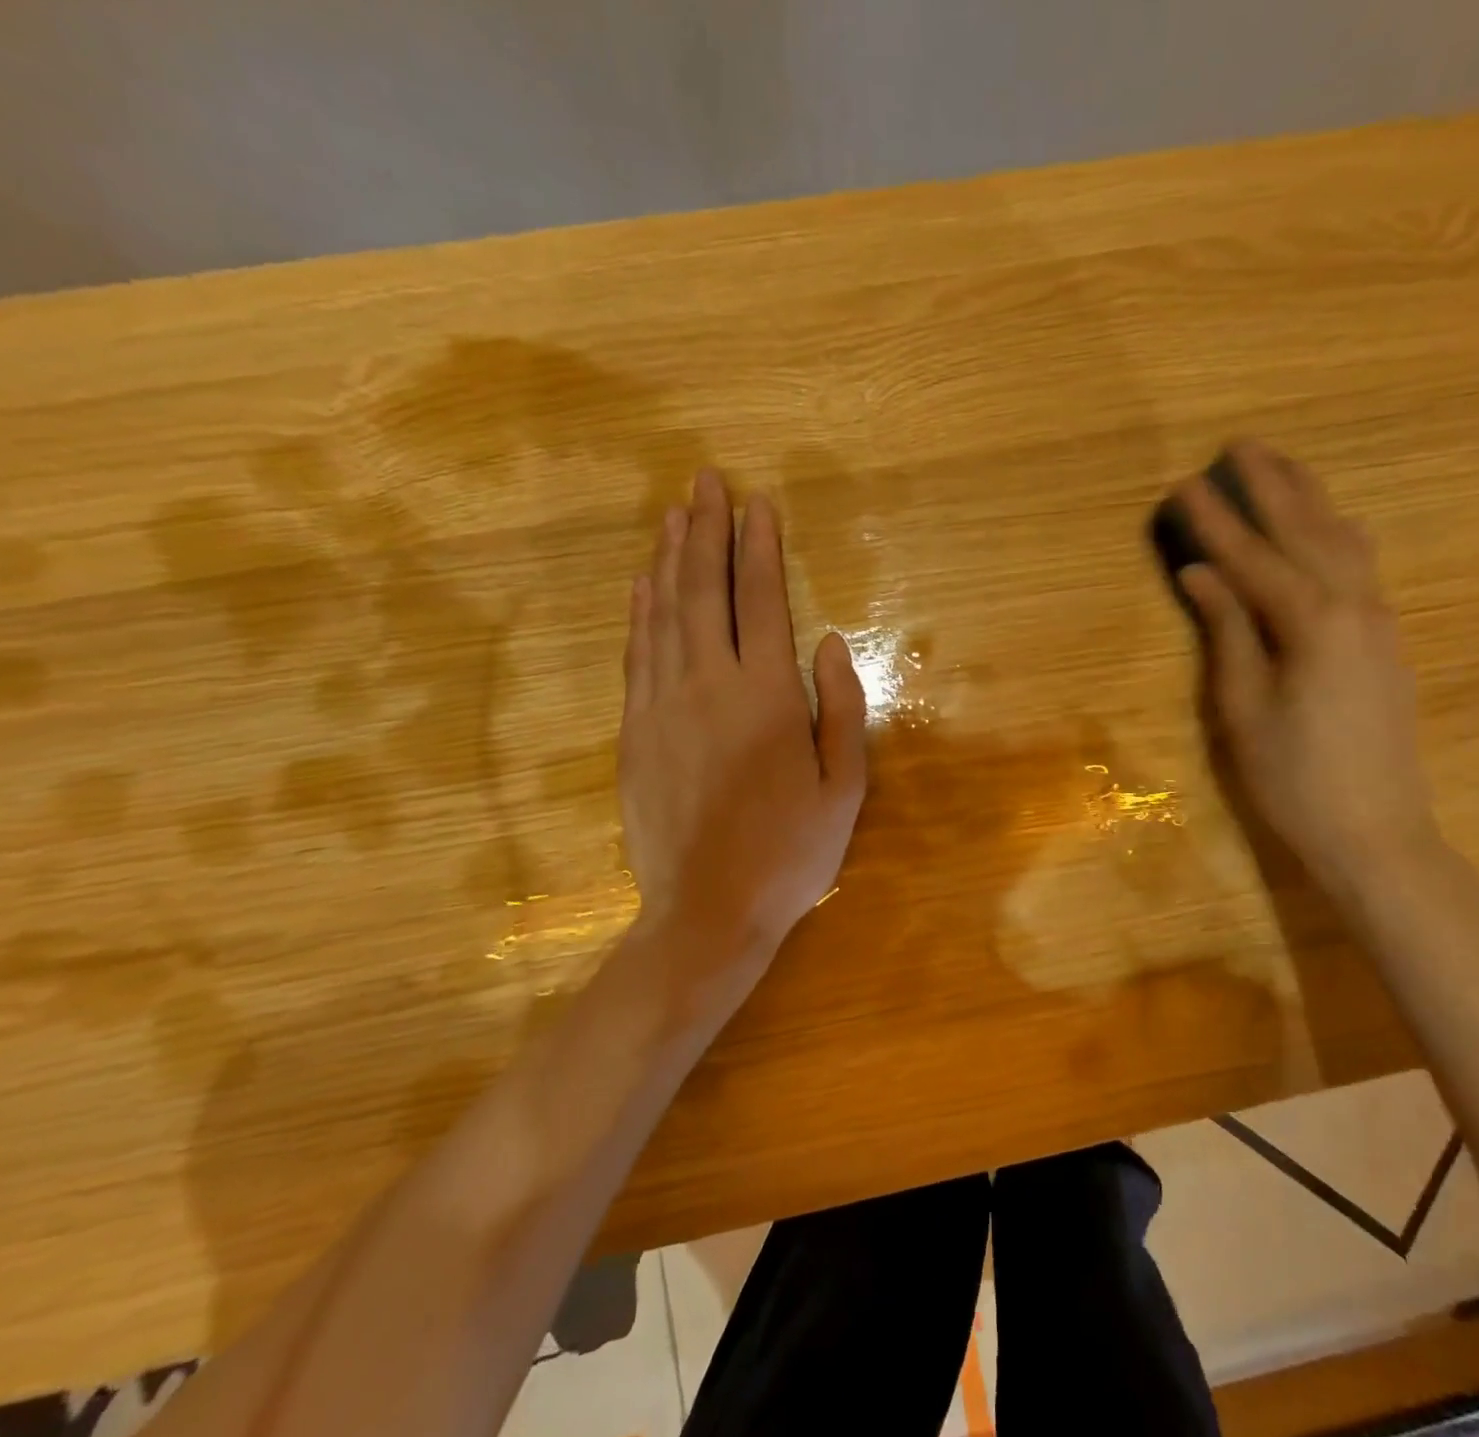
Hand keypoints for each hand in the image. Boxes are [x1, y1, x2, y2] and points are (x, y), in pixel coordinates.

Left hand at [619, 469, 866, 967]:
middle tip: (704, 482)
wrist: (707, 912)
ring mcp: (661, 708)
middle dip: (705, 531)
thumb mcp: (844, 788)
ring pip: (661, 615)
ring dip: (668, 560)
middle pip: (702, 592)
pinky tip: (642, 585)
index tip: (757, 504)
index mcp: (765, 697)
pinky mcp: (634, 733)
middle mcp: (707, 686)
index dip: (759, 547)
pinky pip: (636, 655)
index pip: (760, 601)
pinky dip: (639, 612)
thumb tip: (831, 642)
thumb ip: (841, 708)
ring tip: (673, 516)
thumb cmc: (791, 853)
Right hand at [1176, 441, 1438, 886]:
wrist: (1376, 833)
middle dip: (1272, 487)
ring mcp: (1380, 623)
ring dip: (1310, 501)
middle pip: (1308, 531)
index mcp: (1312, 623)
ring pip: (1344, 542)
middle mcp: (1355, 607)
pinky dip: (1336, 535)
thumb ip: (1227, 632)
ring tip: (1284, 469)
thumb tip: (1200, 575)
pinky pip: (1361, 567)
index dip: (1215, 521)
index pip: (1252, 558)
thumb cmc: (1293, 778)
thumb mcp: (1243, 708)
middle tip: (1242, 445)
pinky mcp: (1387, 643)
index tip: (1184, 484)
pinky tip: (1330, 528)